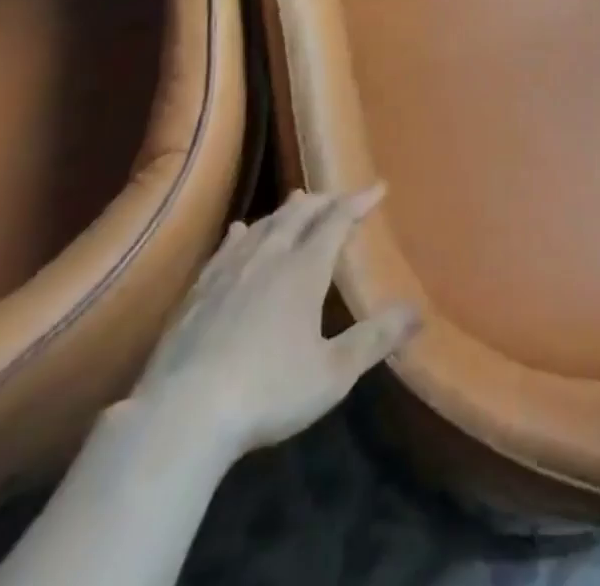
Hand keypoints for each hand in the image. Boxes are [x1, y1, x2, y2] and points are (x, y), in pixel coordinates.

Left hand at [131, 186, 419, 456]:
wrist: (182, 413)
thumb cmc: (268, 391)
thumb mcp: (333, 373)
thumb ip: (375, 338)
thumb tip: (417, 312)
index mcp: (305, 269)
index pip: (338, 220)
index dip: (359, 201)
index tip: (378, 187)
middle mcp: (269, 256)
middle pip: (300, 213)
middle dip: (324, 201)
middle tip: (340, 197)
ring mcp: (230, 270)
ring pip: (265, 224)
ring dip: (287, 210)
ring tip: (299, 200)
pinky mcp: (199, 290)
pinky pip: (228, 246)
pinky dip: (244, 232)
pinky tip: (241, 230)